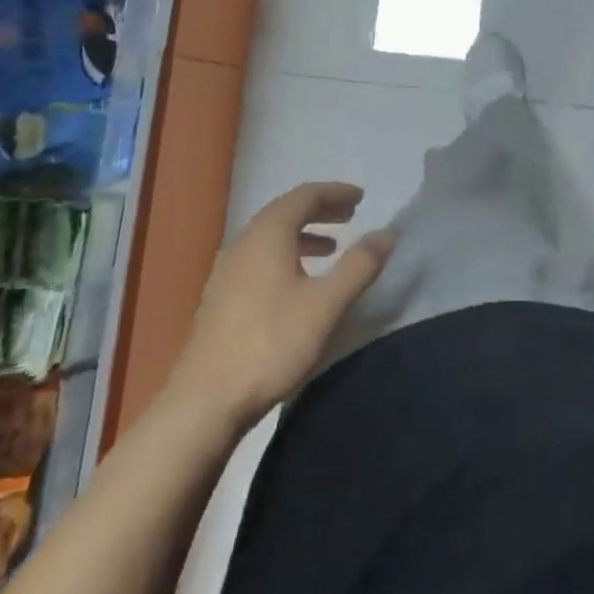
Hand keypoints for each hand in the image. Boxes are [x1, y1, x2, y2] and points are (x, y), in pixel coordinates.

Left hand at [172, 182, 394, 428]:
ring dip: (303, 234)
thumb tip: (386, 233)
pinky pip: (260, 256)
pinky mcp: (222, 294)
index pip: (305, 195)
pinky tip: (299, 282)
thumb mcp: (326, 305)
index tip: (361, 197)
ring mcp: (228, 268)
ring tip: (331, 248)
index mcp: (269, 233)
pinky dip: (286, 254)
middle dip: (320, 210)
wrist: (206, 400)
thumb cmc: (271, 343)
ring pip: (271, 236)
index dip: (335, 192)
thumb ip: (358, 266)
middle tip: (350, 216)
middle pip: (286, 211)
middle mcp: (245, 240)